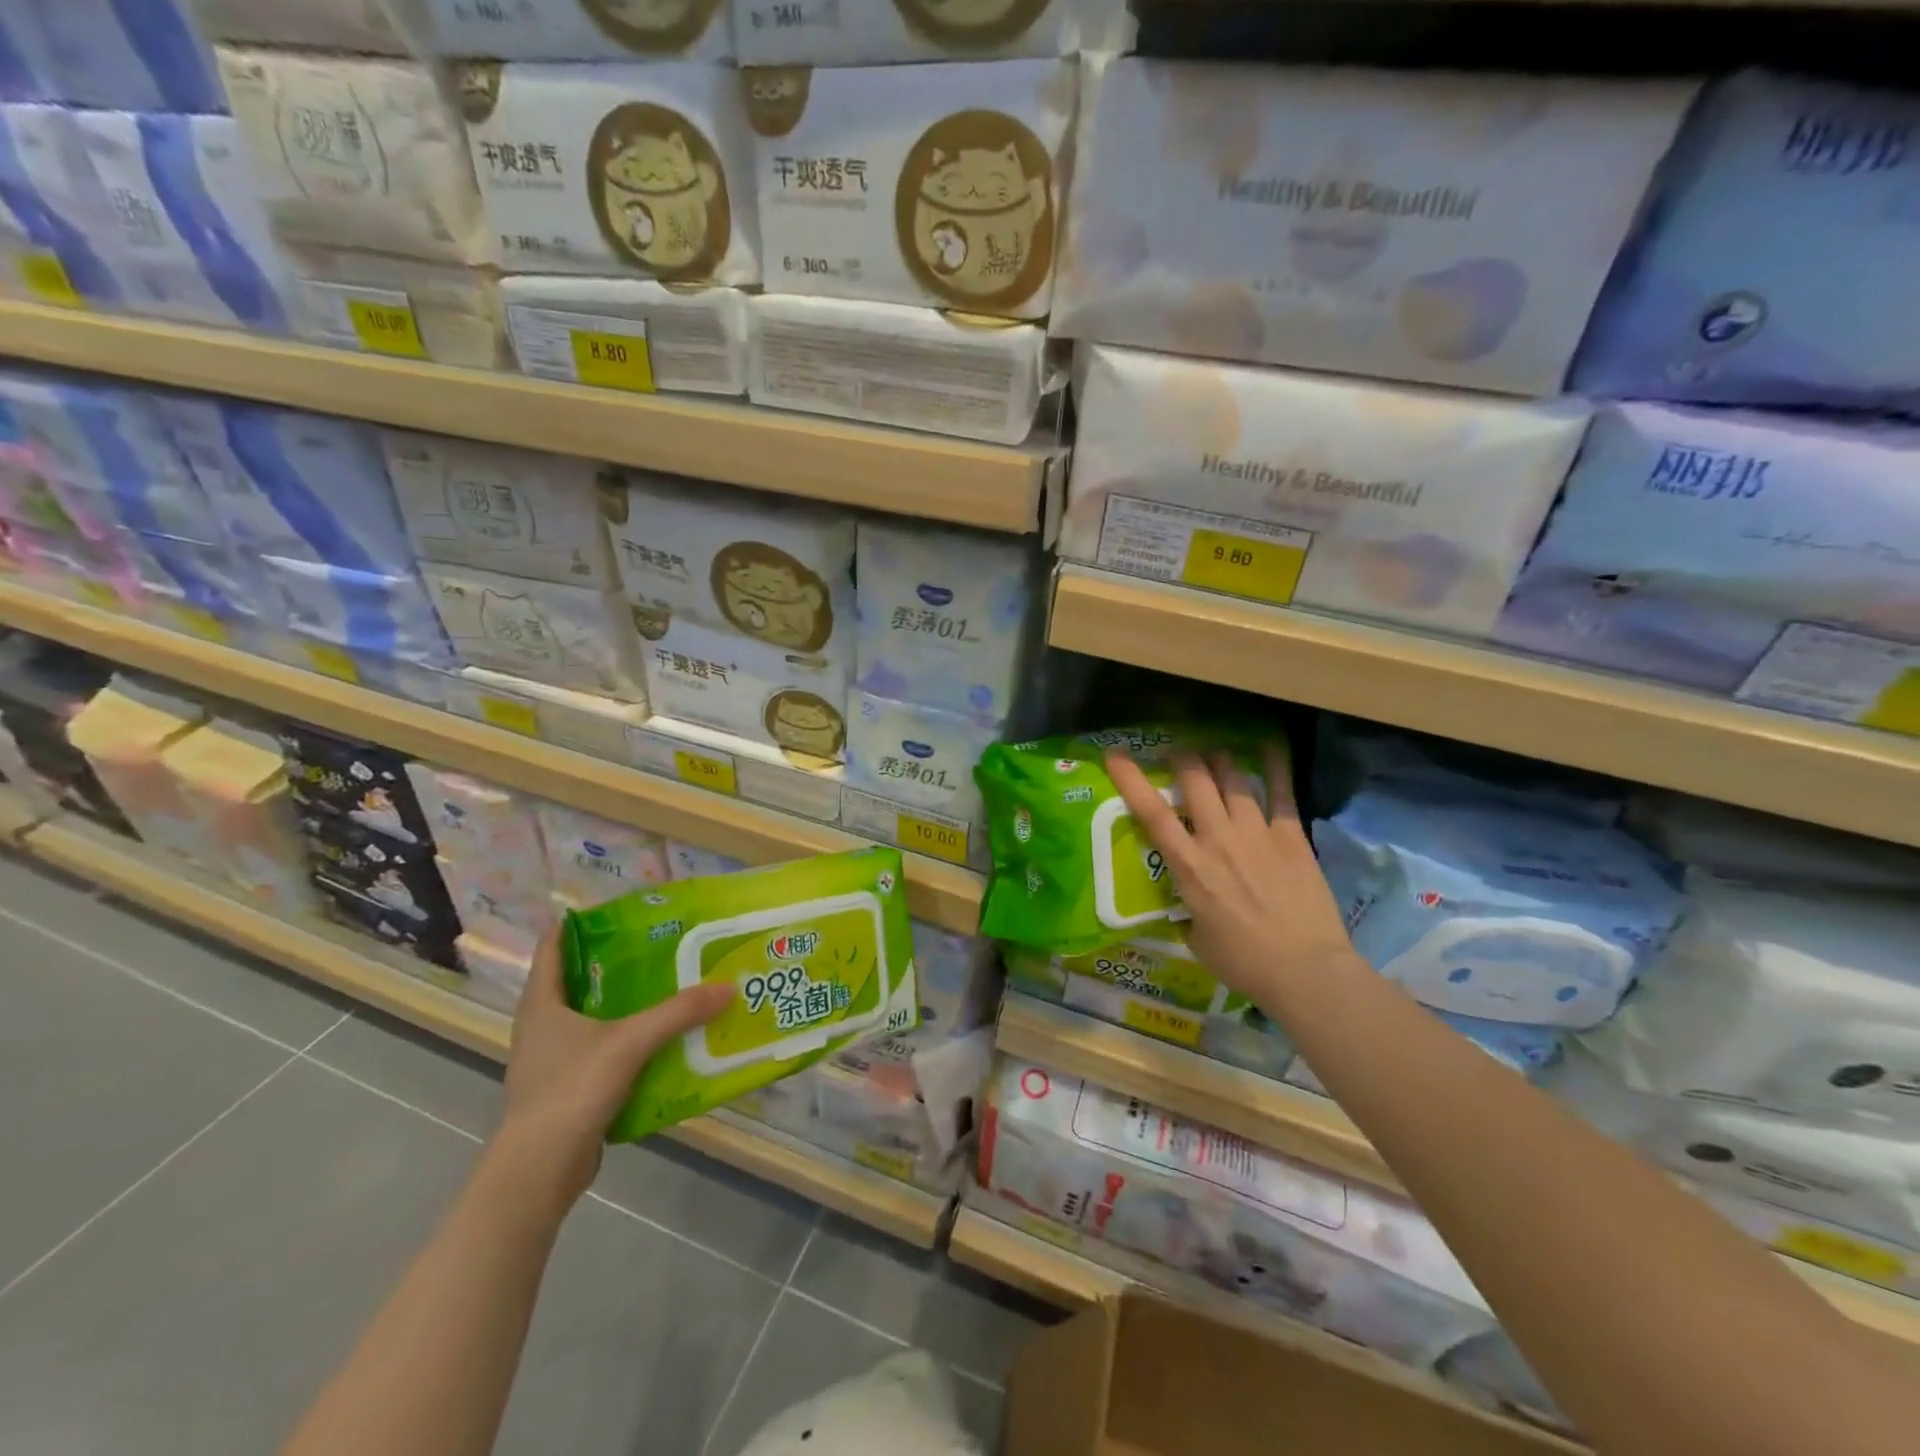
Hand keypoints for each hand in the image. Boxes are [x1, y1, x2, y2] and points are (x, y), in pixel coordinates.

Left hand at [490, 927, 733, 1212]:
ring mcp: (552, 1058)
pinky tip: (661, 1038)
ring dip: (625, 1002)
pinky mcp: (567, 1087)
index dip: (581, 921)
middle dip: (617, 961)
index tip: (622, 910)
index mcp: (542, 1003)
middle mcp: (542, 1024)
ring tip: (668, 985)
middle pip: (578, 978)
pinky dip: (627, 1039)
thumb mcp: (630, 1043)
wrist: (539, 1171)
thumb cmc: (572, 1090)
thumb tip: (728, 987)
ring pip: (592, 1016)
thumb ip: (679, 1013)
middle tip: (660, 943)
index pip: (554, 945)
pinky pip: (601, 1049)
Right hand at [1105, 745, 1358, 1001]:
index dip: (1130, 779)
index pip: (1152, 813)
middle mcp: (1218, 839)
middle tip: (1177, 754)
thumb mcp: (1196, 938)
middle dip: (1182, 758)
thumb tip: (1186, 899)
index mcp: (1189, 866)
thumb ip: (1187, 909)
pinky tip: (1267, 745)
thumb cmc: (1243, 962)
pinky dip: (1272, 765)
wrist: (1305, 970)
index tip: (1116, 754)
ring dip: (1218, 759)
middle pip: (1195, 780)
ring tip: (1214, 752)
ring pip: (1232, 778)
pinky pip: (1280, 791)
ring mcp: (1256, 833)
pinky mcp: (1291, 835)